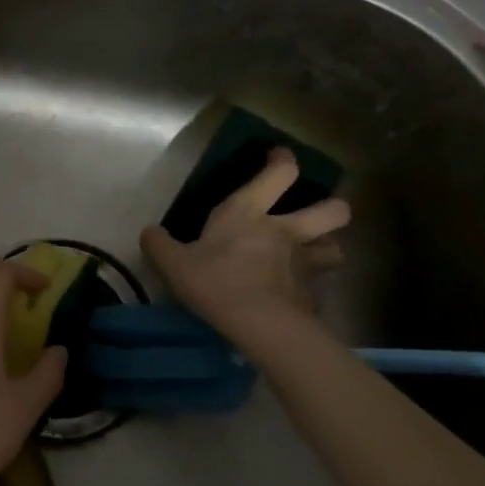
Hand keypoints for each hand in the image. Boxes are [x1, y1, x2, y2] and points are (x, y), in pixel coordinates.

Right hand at [139, 147, 349, 355]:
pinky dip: (312, 287)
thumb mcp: (174, 263)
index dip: (283, 161)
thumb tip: (149, 232)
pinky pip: (320, 285)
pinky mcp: (314, 295)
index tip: (279, 157)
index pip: (280, 174)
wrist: (262, 327)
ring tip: (314, 254)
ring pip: (336, 247)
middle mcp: (286, 231)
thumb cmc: (217, 283)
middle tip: (318, 211)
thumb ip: (158, 244)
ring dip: (327, 247)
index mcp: (249, 213)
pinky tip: (297, 295)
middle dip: (332, 207)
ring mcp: (305, 263)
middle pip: (332, 210)